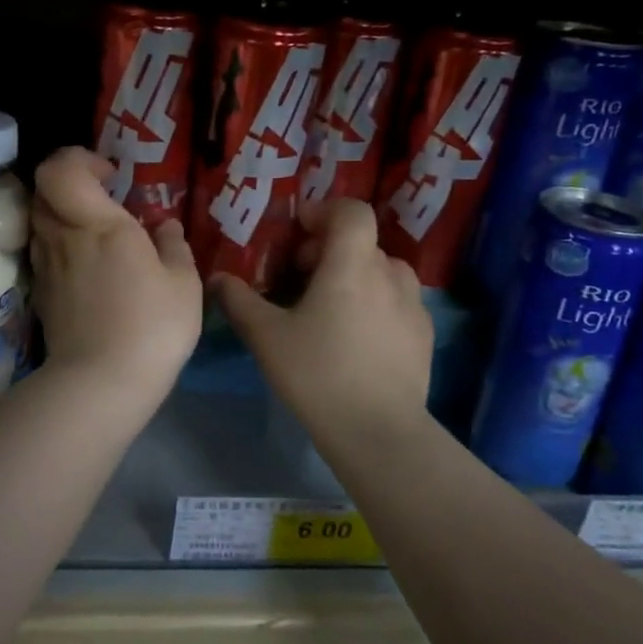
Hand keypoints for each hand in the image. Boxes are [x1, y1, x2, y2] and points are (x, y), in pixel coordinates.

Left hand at [31, 147, 201, 401]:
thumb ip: (173, 246)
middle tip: (103, 202)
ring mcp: (46, 268)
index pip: (60, 169)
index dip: (79, 160)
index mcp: (98, 224)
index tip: (110, 176)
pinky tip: (89, 271)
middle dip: (71, 186)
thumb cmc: (151, 326)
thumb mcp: (183, 284)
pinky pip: (44, 254)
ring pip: (41, 223)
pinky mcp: (42, 296)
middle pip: (43, 191)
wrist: (101, 384)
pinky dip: (62, 249)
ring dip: (64, 217)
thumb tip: (165, 226)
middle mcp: (63, 237)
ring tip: (98, 237)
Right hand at [212, 198, 431, 437]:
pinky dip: (376, 302)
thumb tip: (218, 279)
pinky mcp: (424, 334)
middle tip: (301, 279)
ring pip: (382, 271)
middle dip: (329, 250)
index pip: (352, 211)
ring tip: (331, 308)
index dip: (325, 212)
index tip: (299, 234)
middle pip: (361, 242)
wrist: (379, 432)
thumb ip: (239, 301)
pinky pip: (398, 300)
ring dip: (356, 275)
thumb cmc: (318, 374)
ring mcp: (413, 304)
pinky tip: (357, 338)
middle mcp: (389, 274)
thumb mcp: (267, 337)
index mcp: (352, 264)